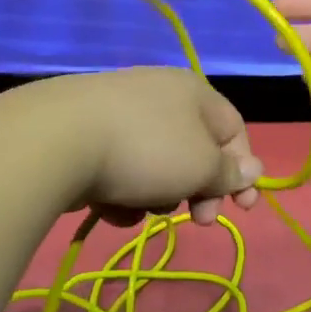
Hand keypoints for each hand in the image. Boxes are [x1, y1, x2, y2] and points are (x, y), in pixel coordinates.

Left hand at [14, 68, 262, 227]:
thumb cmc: (146, 149)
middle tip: (195, 219)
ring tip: (138, 206)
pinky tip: (107, 205)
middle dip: (196, 191)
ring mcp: (118, 115)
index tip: (242, 210)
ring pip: (155, 167)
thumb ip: (229, 172)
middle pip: (193, 152)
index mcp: (193, 91)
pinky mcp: (86, 137)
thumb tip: (253, 169)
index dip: (243, 171)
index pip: (234, 130)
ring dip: (155, 196)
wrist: (57, 141)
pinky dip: (120, 193)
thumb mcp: (201, 166)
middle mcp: (158, 95)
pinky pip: (119, 171)